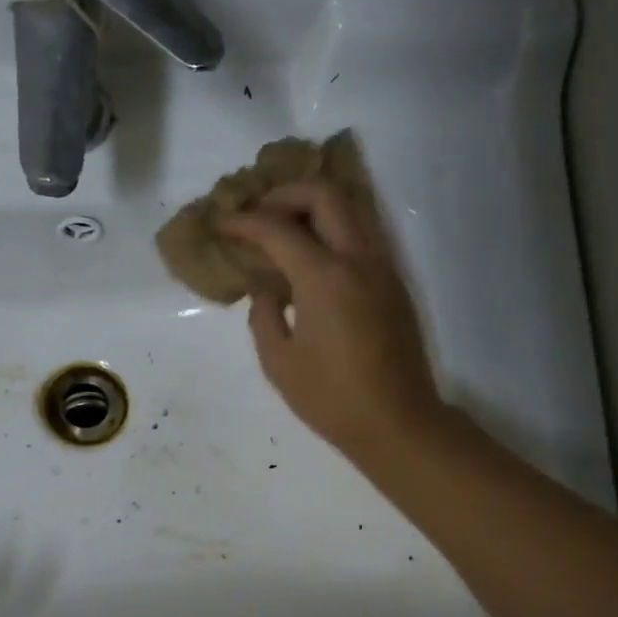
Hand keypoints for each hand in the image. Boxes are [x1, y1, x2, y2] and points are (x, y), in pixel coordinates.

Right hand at [219, 180, 443, 463]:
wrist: (396, 422)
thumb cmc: (331, 398)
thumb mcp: (279, 363)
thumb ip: (264, 316)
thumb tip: (266, 290)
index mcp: (324, 277)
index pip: (277, 228)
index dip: (244, 221)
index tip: (221, 222)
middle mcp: (358, 259)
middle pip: (324, 195)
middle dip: (285, 194)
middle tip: (258, 214)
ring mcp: (382, 268)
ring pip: (351, 209)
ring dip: (314, 207)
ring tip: (284, 229)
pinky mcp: (394, 284)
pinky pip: (363, 236)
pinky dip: (334, 230)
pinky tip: (312, 260)